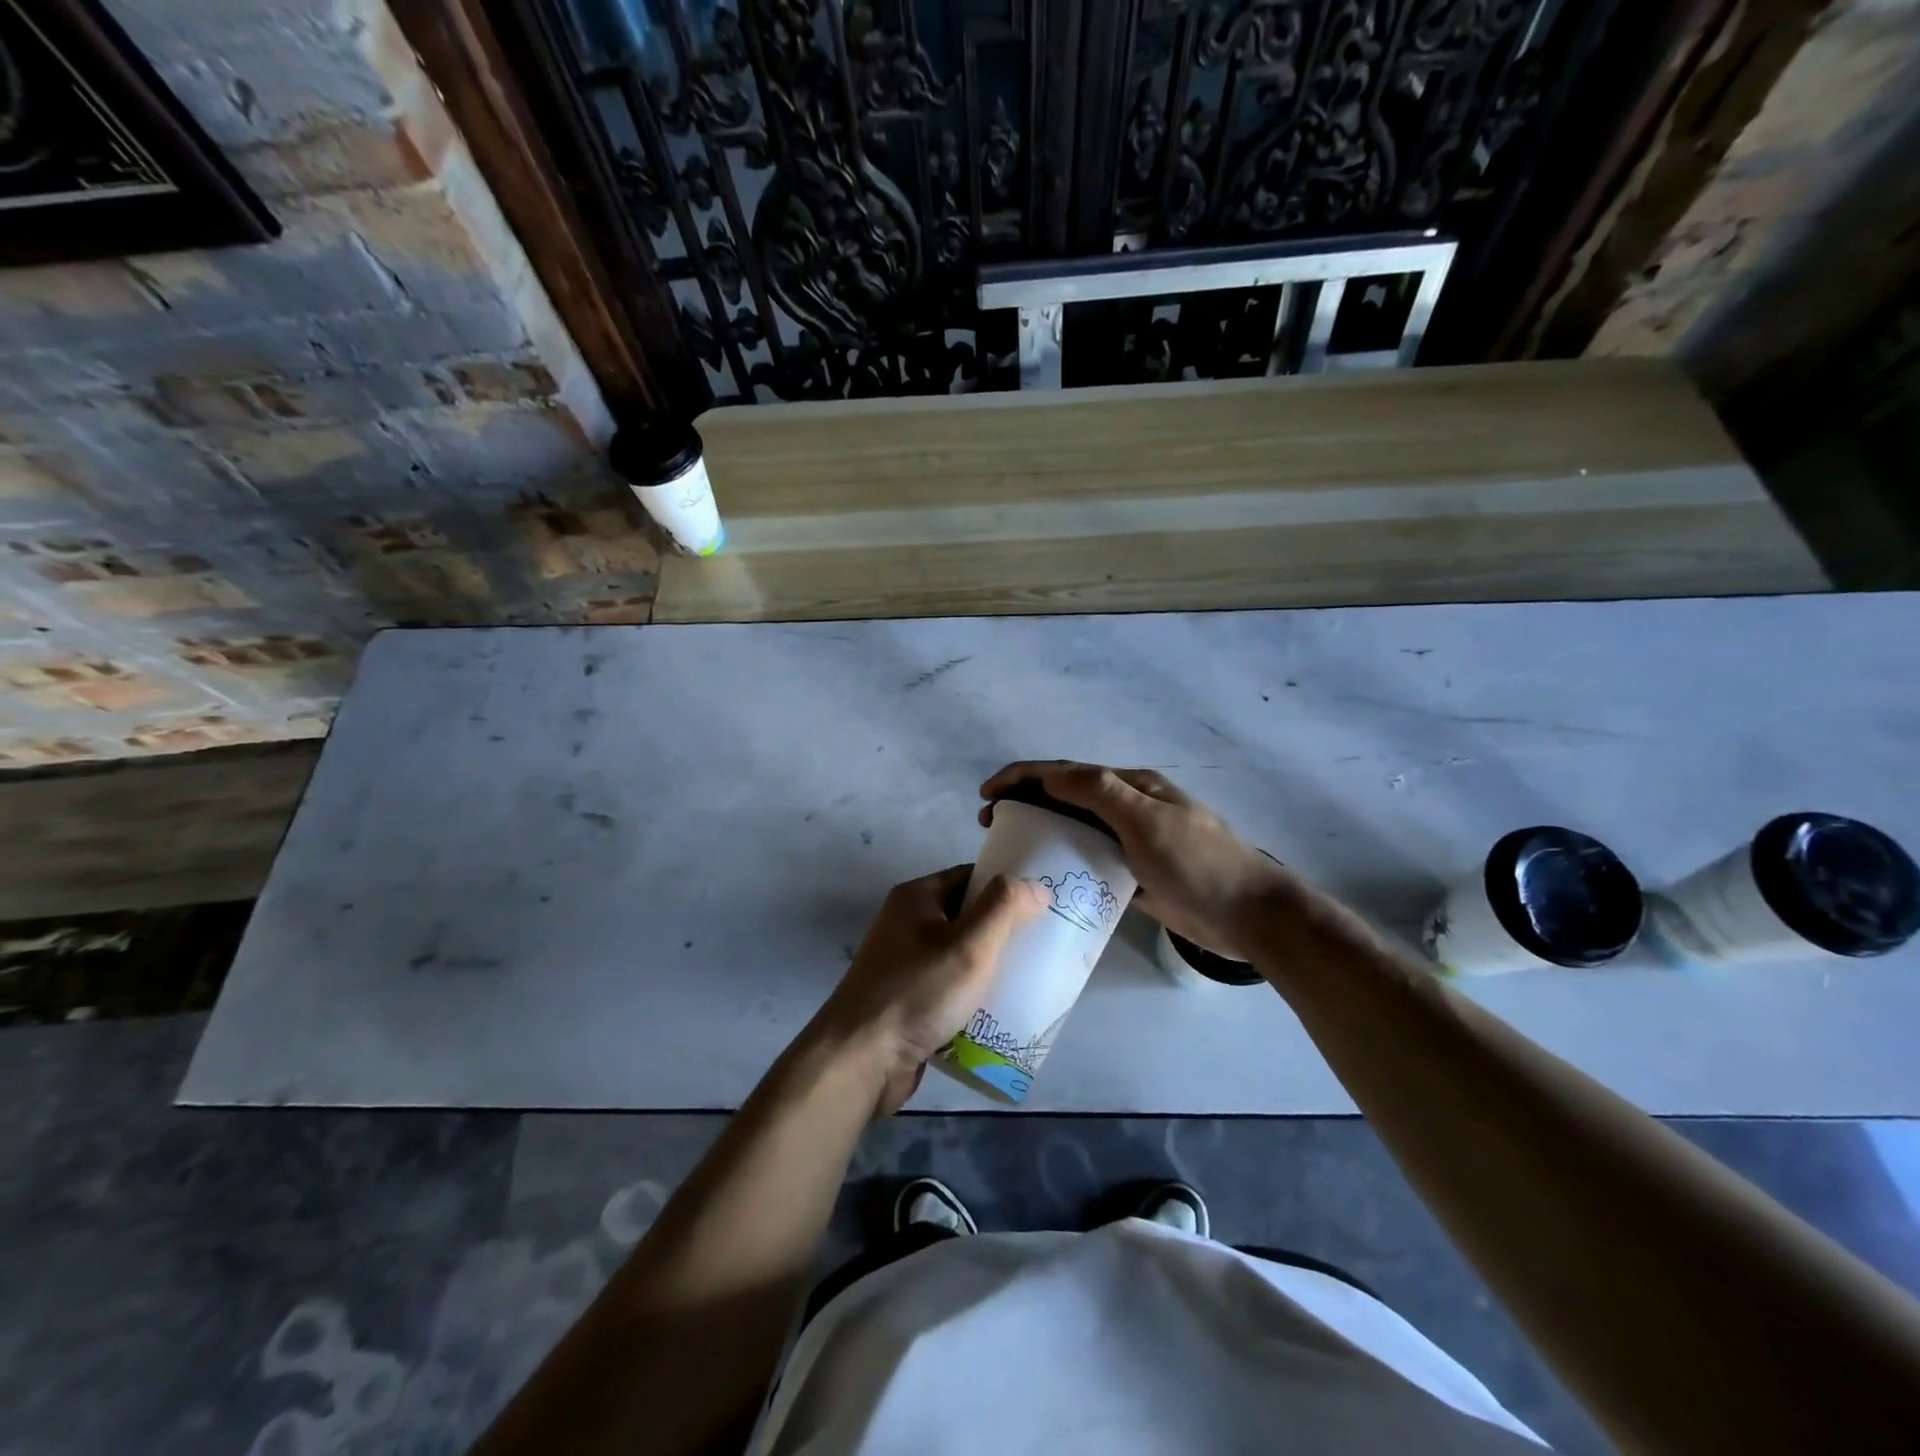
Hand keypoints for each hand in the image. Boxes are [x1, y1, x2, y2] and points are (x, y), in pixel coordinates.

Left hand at [813, 864, 1046, 1114]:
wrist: (861, 1060)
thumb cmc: (918, 992)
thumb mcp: (969, 944)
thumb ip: (1004, 908)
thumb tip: (1034, 886)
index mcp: (917, 898)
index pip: (971, 877)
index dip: (1007, 886)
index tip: (1046, 903)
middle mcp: (908, 924)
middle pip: (968, 917)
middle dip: (1006, 931)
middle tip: (1046, 944)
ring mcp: (906, 965)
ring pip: (962, 956)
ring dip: (992, 968)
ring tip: (1034, 979)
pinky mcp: (909, 1002)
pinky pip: (951, 989)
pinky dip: (975, 997)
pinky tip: (1004, 1013)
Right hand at [980, 761, 1295, 960]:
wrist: (1249, 916)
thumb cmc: (1197, 864)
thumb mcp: (1147, 821)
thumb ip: (1101, 793)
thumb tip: (1051, 774)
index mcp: (1130, 786)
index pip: (1065, 772)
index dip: (1022, 776)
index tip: (986, 794)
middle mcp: (1127, 807)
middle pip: (1065, 796)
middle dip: (1024, 800)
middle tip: (989, 823)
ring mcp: (1132, 840)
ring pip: (1075, 827)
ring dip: (1040, 828)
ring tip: (1009, 846)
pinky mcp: (1134, 872)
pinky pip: (1089, 859)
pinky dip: (1063, 859)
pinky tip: (1045, 875)